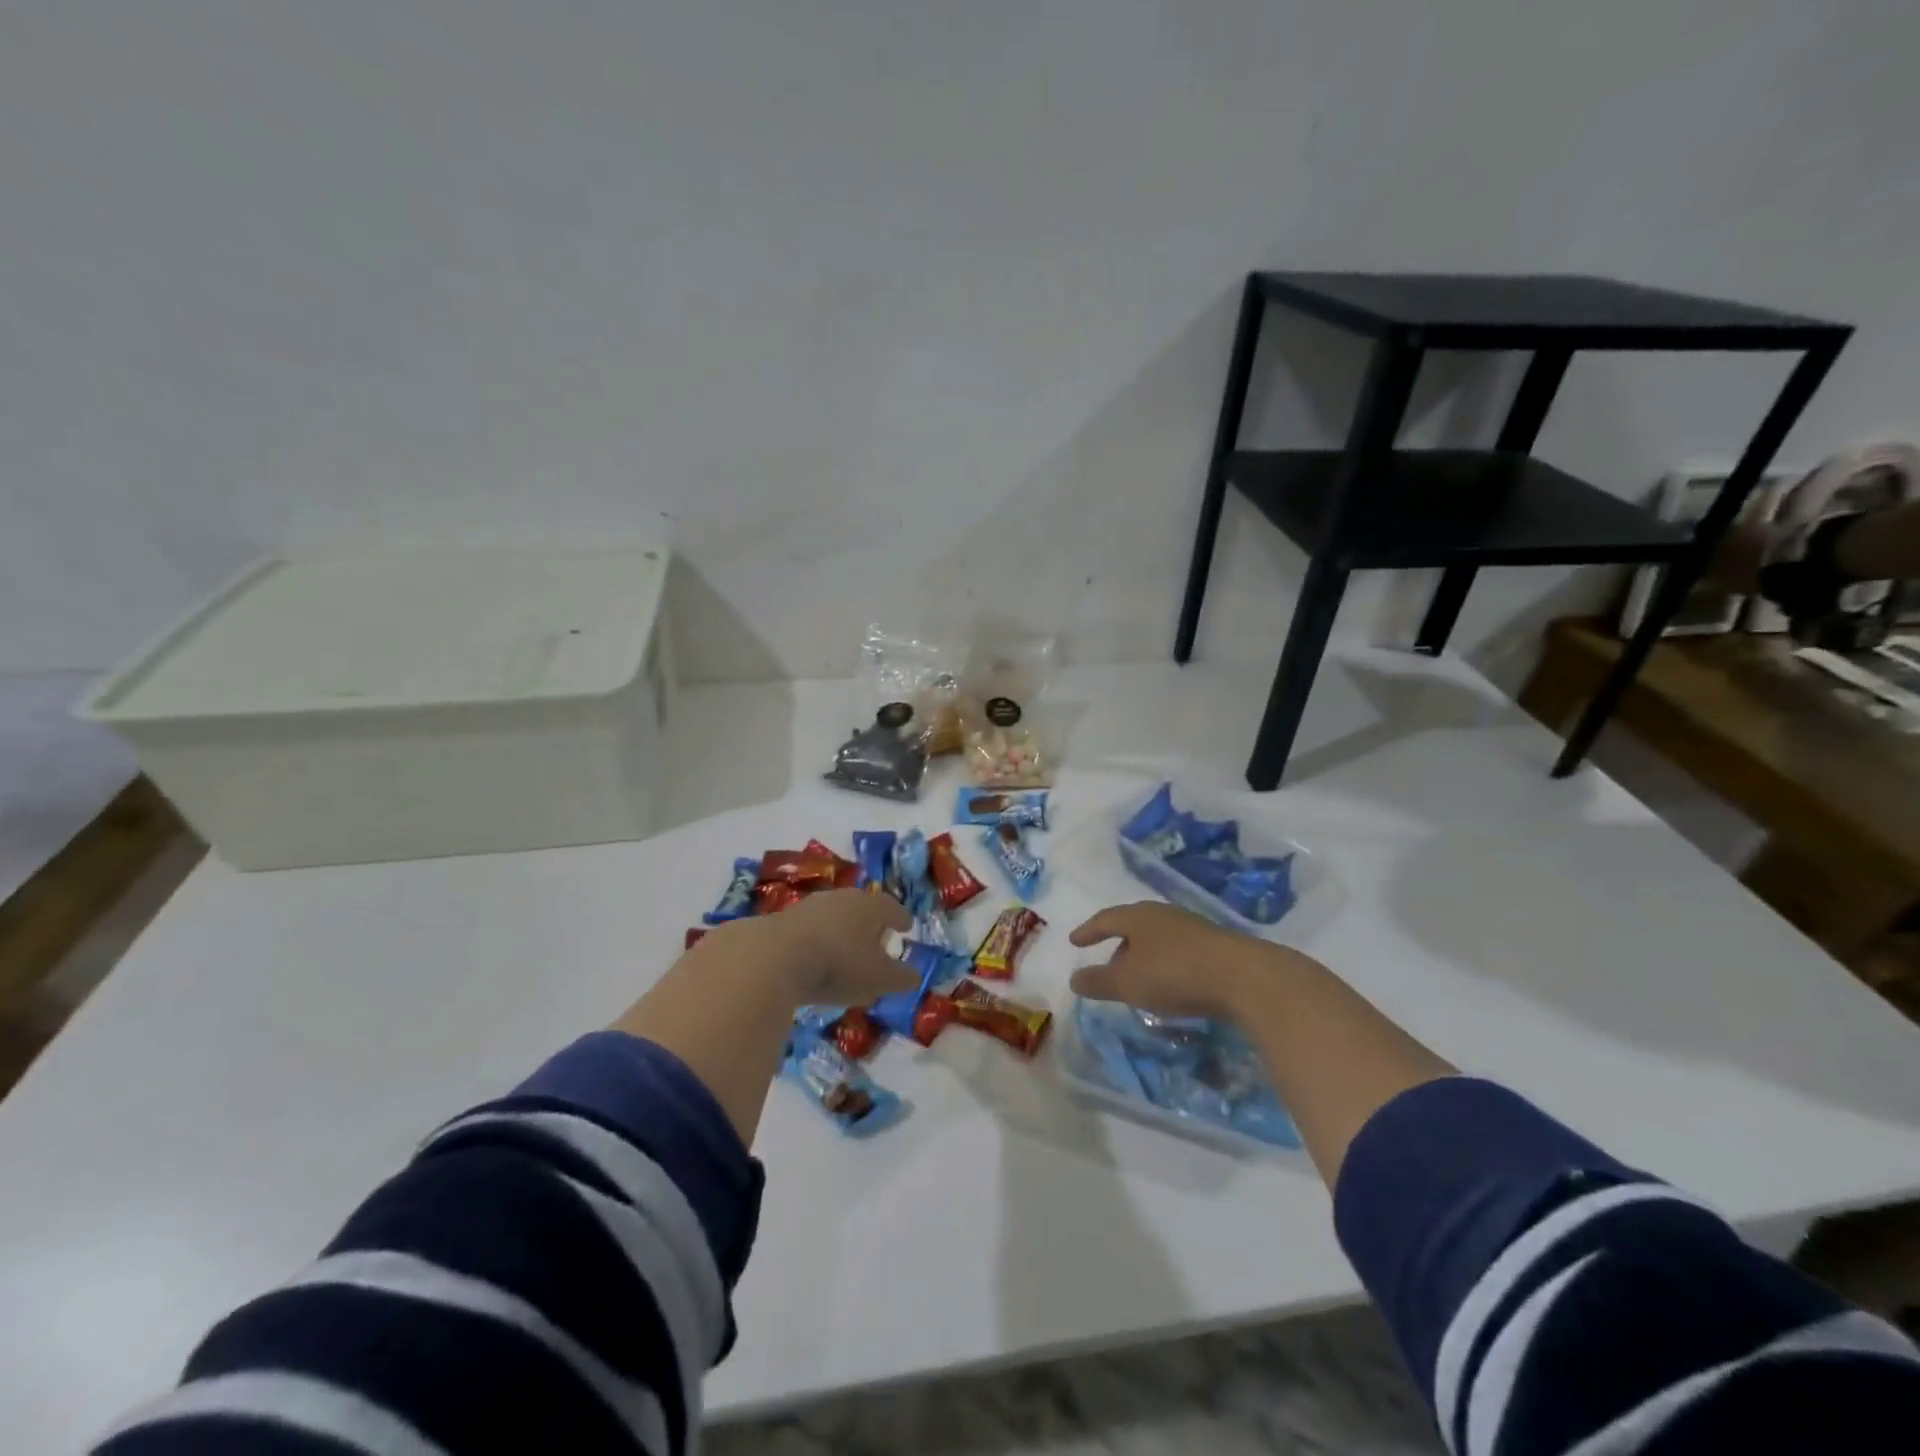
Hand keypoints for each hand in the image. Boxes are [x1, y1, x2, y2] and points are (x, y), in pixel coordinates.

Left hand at [720, 888, 915, 1007]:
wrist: (772, 958)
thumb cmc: (839, 963)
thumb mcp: (879, 978)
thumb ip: (900, 978)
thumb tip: (914, 975)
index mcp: (868, 905)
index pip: (890, 907)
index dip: (900, 918)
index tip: (906, 926)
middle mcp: (839, 899)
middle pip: (859, 908)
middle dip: (868, 924)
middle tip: (876, 939)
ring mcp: (806, 909)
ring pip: (831, 919)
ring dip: (840, 934)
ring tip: (845, 954)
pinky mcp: (779, 925)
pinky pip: (807, 934)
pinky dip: (816, 946)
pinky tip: (814, 964)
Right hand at [1067, 901, 1319, 1020]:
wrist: (1243, 976)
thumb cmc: (1175, 973)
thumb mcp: (1129, 983)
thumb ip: (1099, 981)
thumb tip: (1074, 978)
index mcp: (1138, 917)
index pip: (1106, 919)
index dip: (1089, 931)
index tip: (1075, 940)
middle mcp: (1164, 914)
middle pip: (1134, 925)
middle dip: (1118, 943)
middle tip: (1108, 962)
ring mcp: (1192, 927)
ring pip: (1158, 937)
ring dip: (1144, 954)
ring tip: (1139, 976)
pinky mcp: (1216, 944)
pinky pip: (1179, 949)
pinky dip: (1166, 962)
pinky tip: (1171, 981)